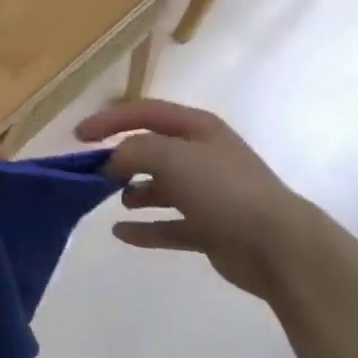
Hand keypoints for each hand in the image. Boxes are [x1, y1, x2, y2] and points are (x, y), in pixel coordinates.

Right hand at [76, 99, 319, 299]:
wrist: (278, 245)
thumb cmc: (223, 190)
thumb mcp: (172, 156)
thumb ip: (134, 150)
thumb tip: (112, 161)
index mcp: (198, 129)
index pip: (145, 112)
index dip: (110, 120)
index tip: (79, 136)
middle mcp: (203, 156)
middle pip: (152, 149)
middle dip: (121, 158)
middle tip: (92, 172)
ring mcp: (208, 194)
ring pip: (161, 187)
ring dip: (135, 191)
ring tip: (115, 199)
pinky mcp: (209, 229)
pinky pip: (168, 225)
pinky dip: (145, 228)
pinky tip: (120, 233)